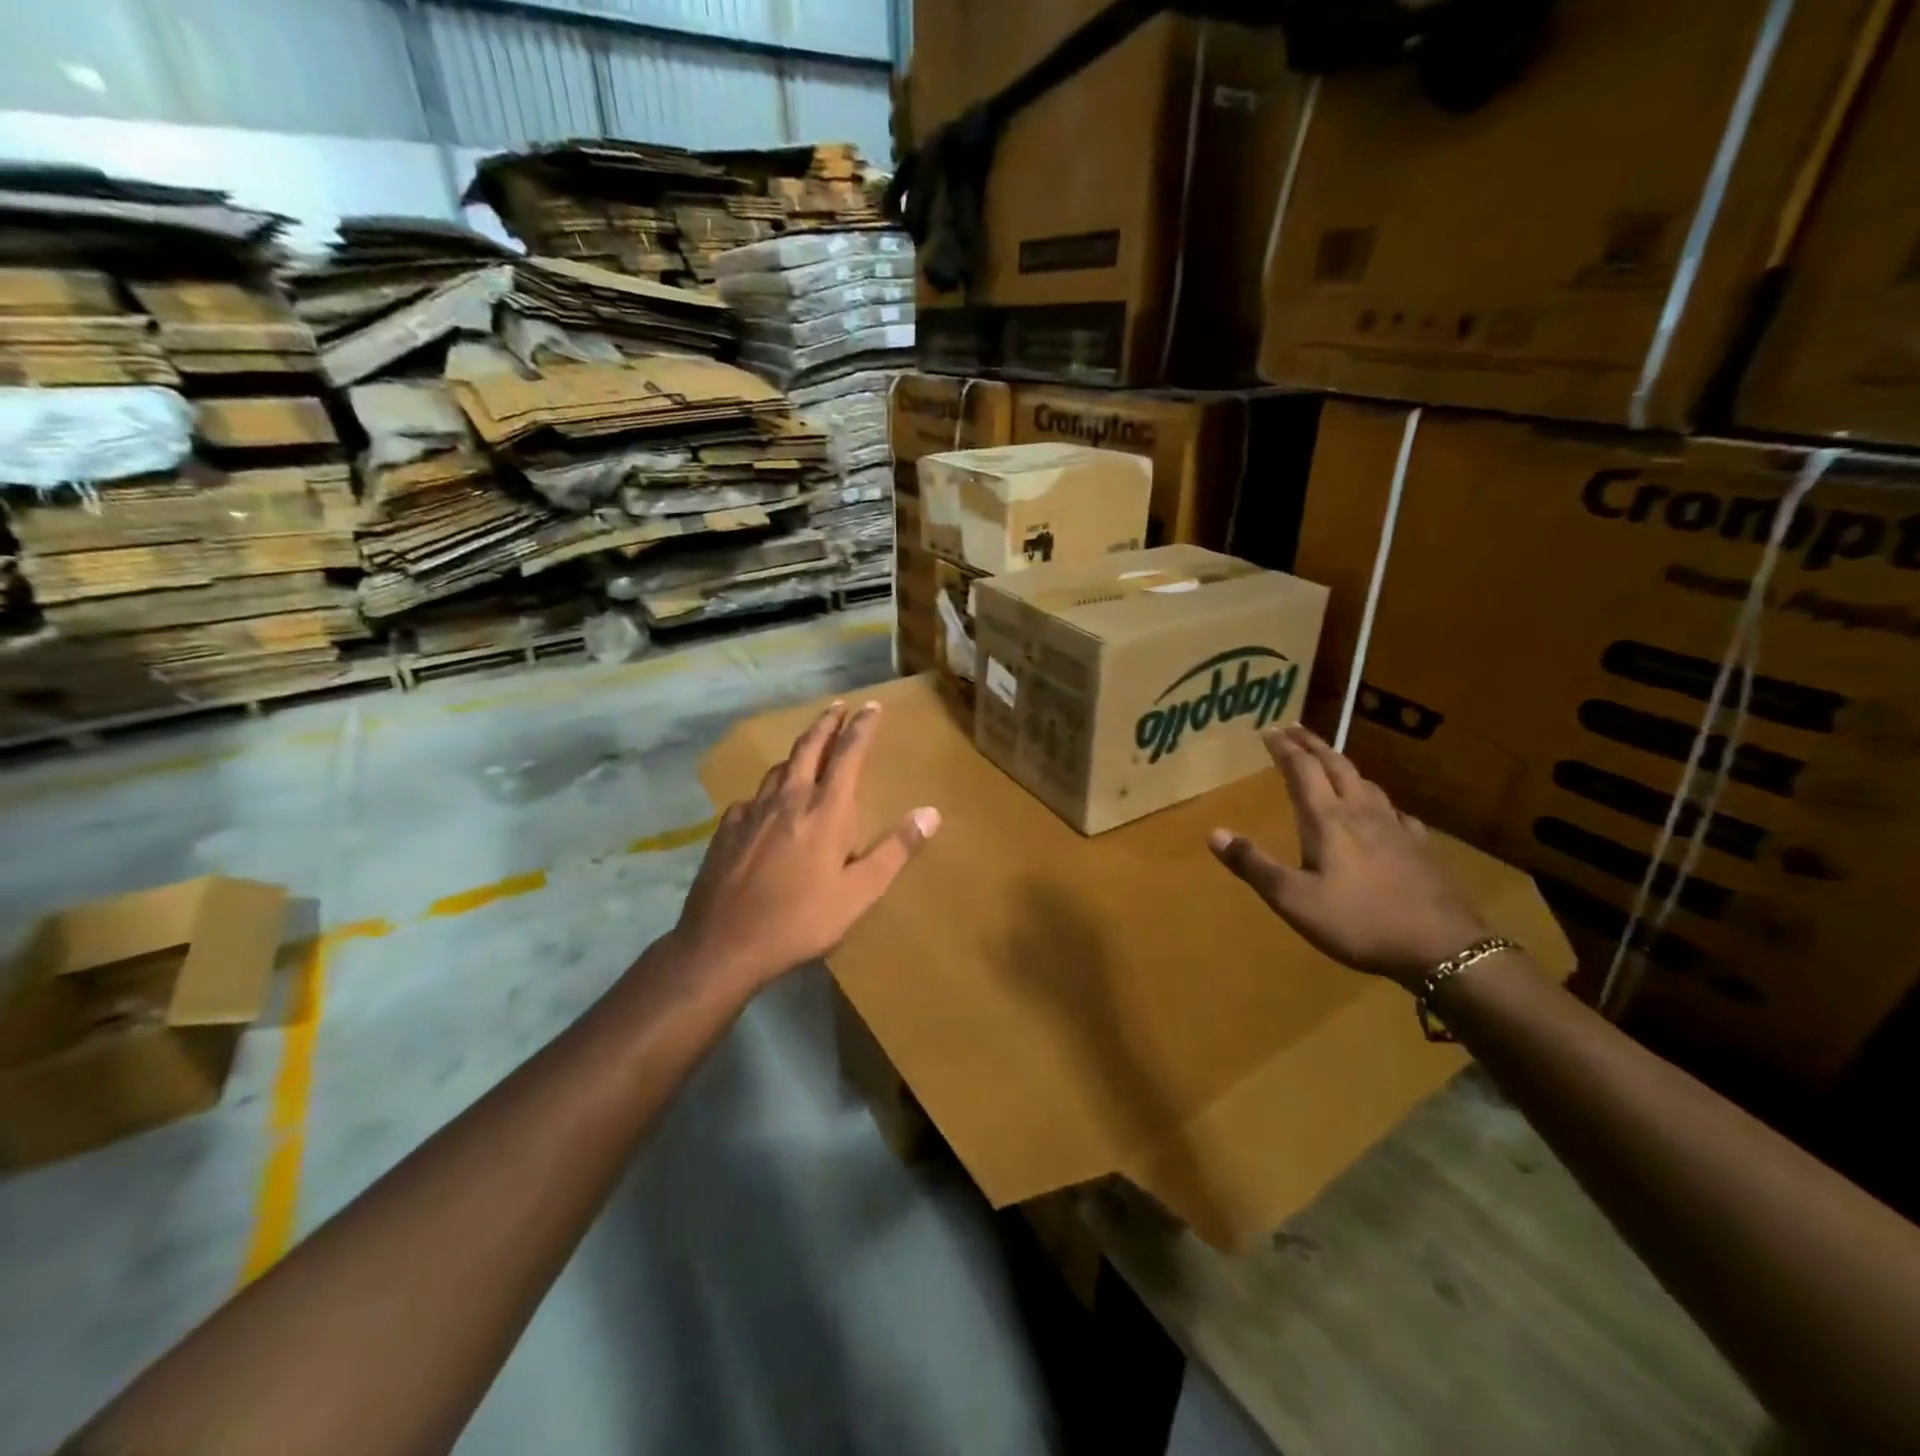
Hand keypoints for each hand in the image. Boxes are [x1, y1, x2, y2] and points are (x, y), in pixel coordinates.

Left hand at [672, 700, 939, 992]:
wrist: (722, 944)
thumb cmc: (800, 921)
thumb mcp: (860, 893)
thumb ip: (895, 850)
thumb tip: (931, 812)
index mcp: (826, 811)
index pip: (849, 754)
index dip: (862, 727)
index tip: (872, 706)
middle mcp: (789, 799)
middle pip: (810, 747)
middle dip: (827, 723)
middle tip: (839, 706)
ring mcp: (753, 811)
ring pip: (779, 767)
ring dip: (799, 749)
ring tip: (809, 744)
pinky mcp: (728, 827)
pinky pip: (755, 795)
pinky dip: (771, 785)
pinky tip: (768, 799)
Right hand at [1208, 724, 1485, 989]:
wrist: (1441, 948)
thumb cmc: (1358, 921)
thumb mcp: (1293, 899)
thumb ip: (1254, 865)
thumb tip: (1214, 833)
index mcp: (1328, 820)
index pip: (1303, 770)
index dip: (1285, 748)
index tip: (1269, 730)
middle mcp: (1362, 813)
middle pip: (1337, 766)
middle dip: (1313, 745)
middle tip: (1296, 729)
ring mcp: (1396, 828)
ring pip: (1367, 784)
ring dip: (1344, 766)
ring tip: (1332, 763)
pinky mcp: (1421, 848)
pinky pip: (1396, 812)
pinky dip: (1378, 801)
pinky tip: (1384, 812)